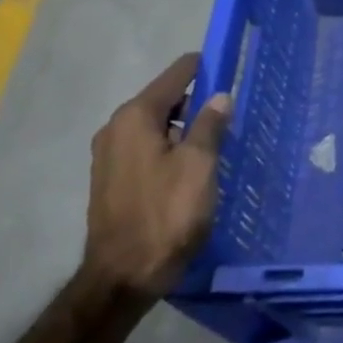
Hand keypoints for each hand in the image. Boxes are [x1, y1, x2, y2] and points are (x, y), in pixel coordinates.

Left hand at [84, 52, 231, 297]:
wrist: (125, 275)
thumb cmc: (167, 214)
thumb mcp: (199, 165)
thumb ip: (210, 125)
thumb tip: (220, 96)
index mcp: (135, 117)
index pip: (175, 75)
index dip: (204, 68)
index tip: (231, 67)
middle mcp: (116, 128)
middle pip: (164, 100)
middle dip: (197, 101)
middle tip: (231, 112)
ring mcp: (110, 155)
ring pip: (156, 126)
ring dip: (185, 128)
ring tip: (218, 141)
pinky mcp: (112, 180)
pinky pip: (147, 148)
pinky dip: (170, 147)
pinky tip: (193, 166)